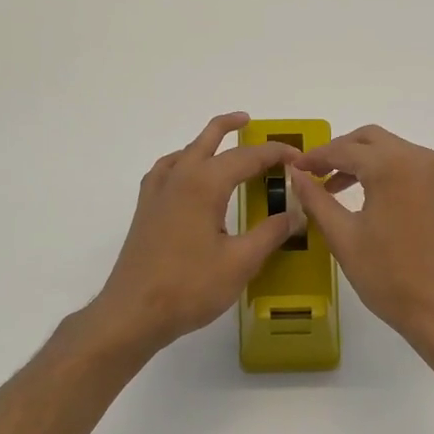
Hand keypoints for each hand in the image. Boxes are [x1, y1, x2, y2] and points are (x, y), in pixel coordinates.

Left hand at [88, 113, 302, 356]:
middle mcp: (178, 178)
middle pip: (207, 140)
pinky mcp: (146, 211)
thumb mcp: (241, 262)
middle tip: (250, 121)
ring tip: (222, 144)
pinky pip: (167, 171)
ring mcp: (157, 193)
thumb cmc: (190, 286)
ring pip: (184, 152)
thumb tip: (297, 213)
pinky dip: (183, 162)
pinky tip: (189, 179)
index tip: (299, 158)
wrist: (134, 312)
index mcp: (204, 184)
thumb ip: (271, 233)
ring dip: (205, 142)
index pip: (247, 157)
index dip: (275, 153)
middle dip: (230, 127)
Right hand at [287, 125, 433, 358]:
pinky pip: (422, 175)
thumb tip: (296, 174)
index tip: (296, 168)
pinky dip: (397, 179)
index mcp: (392, 166)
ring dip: (371, 164)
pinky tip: (384, 206)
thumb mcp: (343, 237)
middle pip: (375, 140)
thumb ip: (316, 199)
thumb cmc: (388, 276)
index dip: (316, 157)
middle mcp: (423, 160)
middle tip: (319, 172)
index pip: (345, 150)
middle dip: (343, 151)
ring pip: (400, 154)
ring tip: (344, 190)